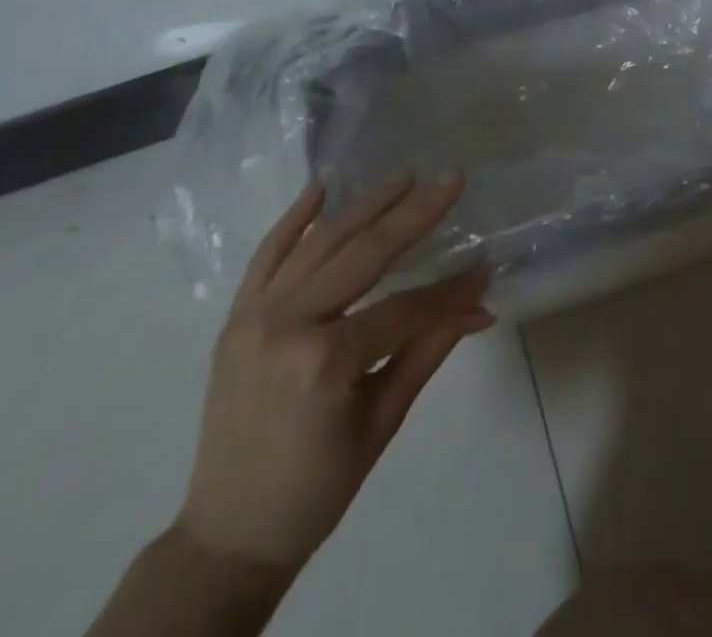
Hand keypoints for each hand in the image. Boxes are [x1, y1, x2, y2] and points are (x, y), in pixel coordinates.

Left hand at [175, 173, 493, 573]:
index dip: (450, 291)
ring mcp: (255, 316)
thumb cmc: (316, 488)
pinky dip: (293, 219)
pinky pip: (267, 255)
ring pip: (320, 242)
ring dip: (366, 204)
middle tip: (452, 179)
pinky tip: (322, 187)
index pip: (405, 308)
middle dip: (414, 213)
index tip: (485, 268)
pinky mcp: (236, 317)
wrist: (227, 535)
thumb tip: (481, 306)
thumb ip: (429, 350)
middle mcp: (288, 324)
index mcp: (326, 362)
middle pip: (364, 253)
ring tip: (406, 175)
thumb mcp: (382, 421)